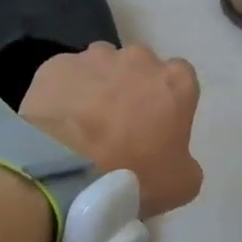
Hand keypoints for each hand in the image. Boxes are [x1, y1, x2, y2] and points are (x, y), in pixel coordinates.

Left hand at [21, 44, 203, 217]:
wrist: (69, 170)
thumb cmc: (135, 175)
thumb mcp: (182, 183)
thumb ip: (184, 159)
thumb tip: (171, 156)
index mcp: (175, 81)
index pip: (180, 79)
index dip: (167, 101)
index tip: (156, 124)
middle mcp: (138, 58)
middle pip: (139, 67)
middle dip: (131, 88)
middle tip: (118, 125)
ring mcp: (94, 58)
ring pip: (100, 66)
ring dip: (97, 86)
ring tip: (83, 122)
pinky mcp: (57, 65)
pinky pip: (65, 76)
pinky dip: (63, 93)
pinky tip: (57, 120)